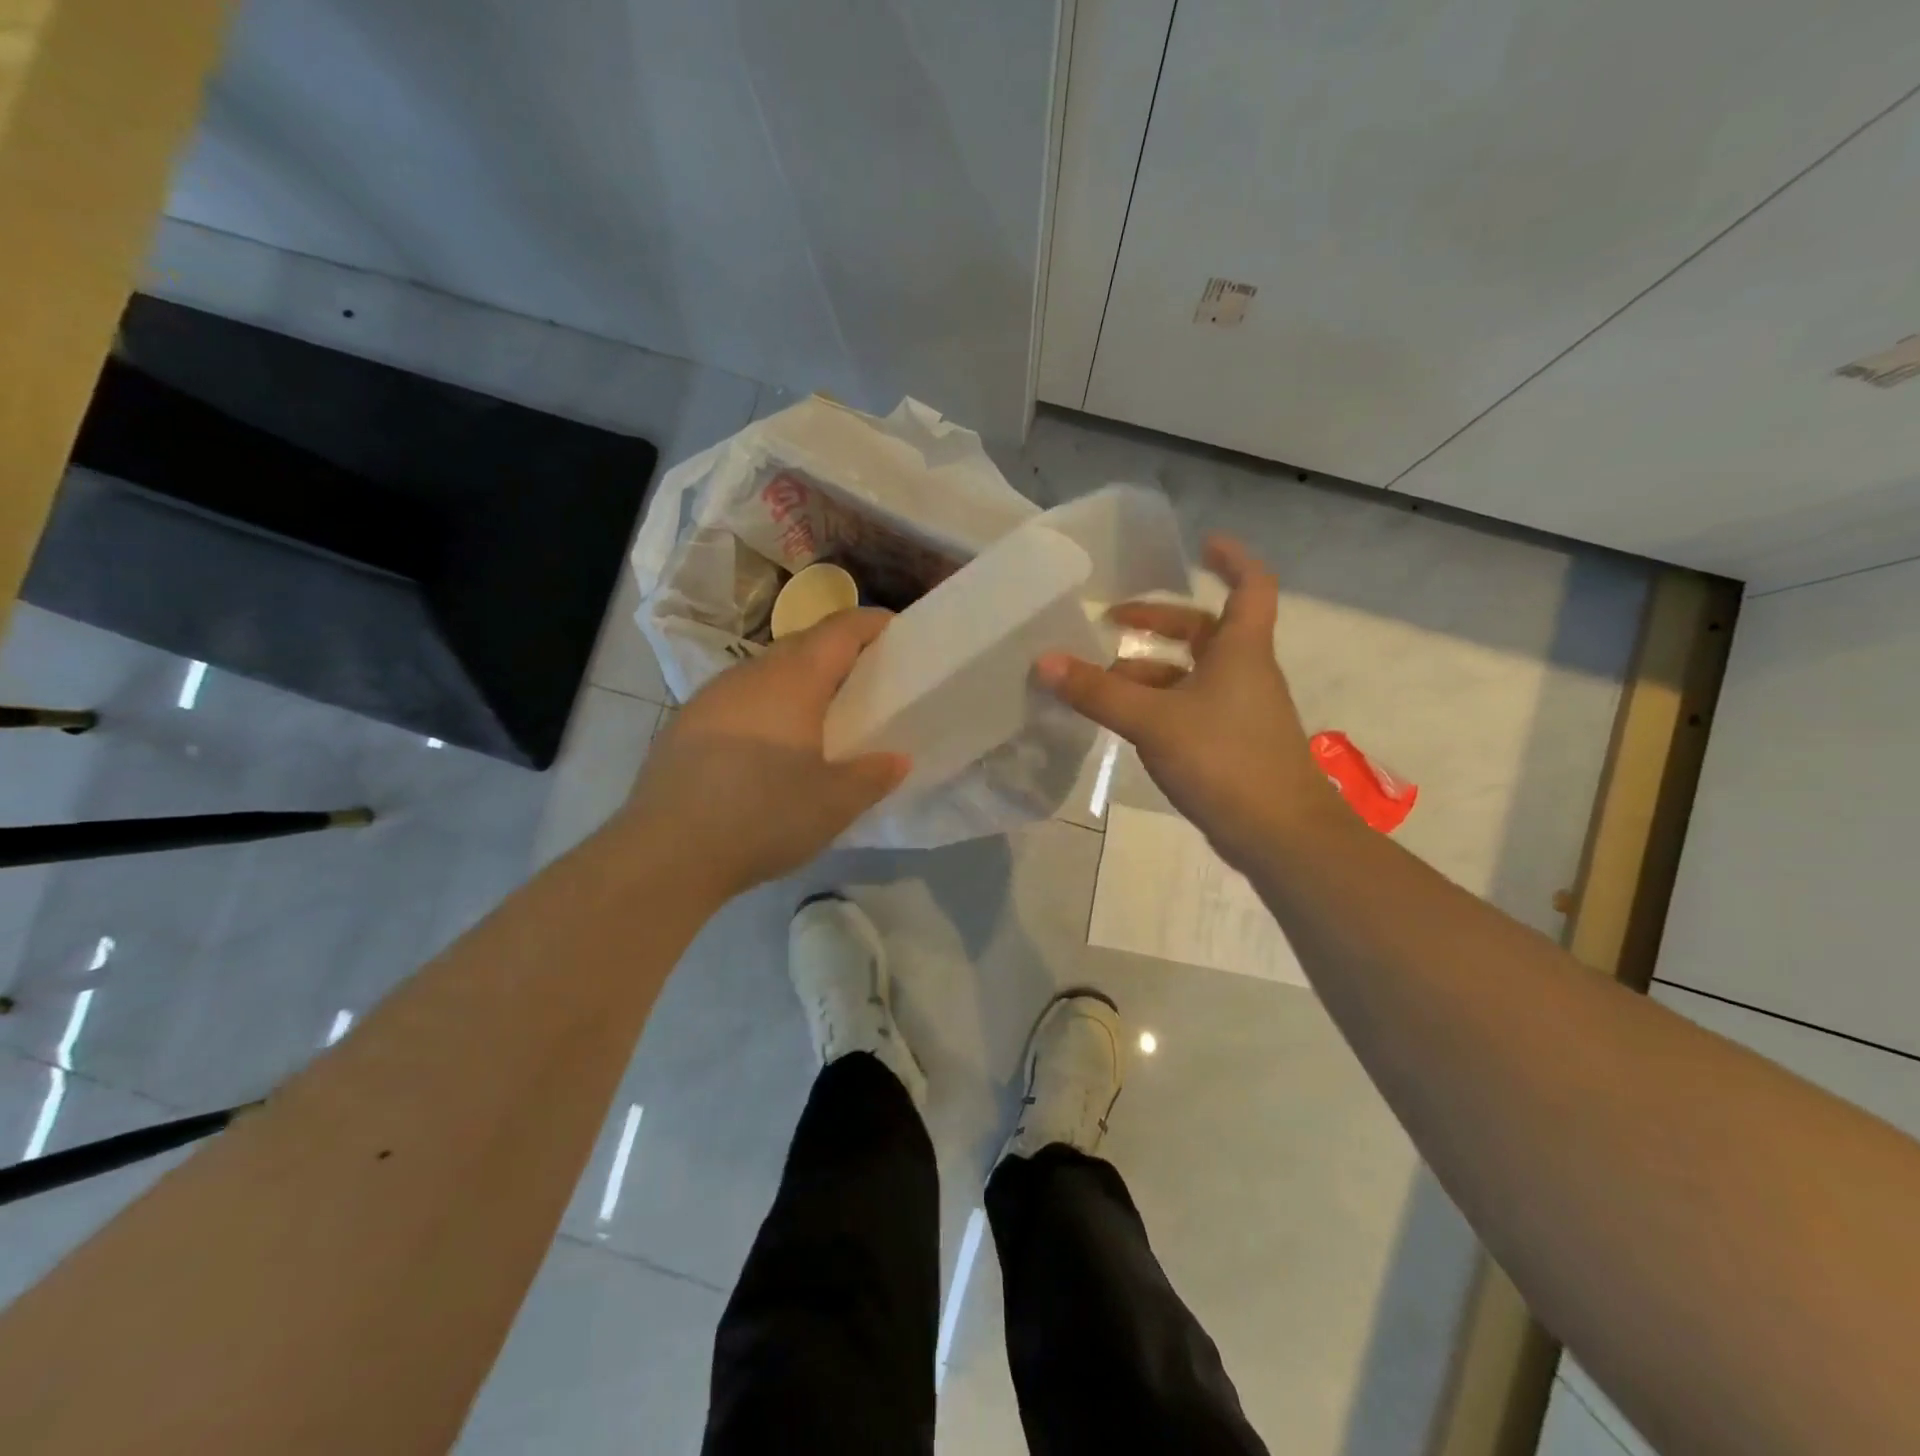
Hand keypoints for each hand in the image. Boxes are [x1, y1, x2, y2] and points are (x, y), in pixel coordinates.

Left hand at [621, 609, 909, 898]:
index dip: (871, 622)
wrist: (666, 851)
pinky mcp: (686, 724)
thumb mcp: (835, 804)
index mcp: (793, 680)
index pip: (839, 630)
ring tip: (821, 713)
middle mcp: (750, 674)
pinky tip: (769, 744)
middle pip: (802, 643)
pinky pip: (739, 698)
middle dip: (837, 650)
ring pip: (766, 671)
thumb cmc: (764, 816)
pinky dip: (766, 705)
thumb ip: (874, 776)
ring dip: (798, 679)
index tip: (896, 630)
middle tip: (866, 677)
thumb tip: (897, 759)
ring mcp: (711, 697)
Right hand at [1036, 536, 1339, 870]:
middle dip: (1160, 622)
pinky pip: (1190, 707)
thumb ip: (1098, 692)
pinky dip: (1158, 704)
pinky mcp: (1231, 744)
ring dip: (1150, 670)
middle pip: (1206, 631)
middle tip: (1113, 621)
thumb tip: (1044, 661)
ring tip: (1102, 680)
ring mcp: (1240, 710)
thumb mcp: (1152, 721)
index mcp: (1240, 650)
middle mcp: (1245, 672)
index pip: (1250, 585)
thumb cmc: (1224, 759)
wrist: (1279, 834)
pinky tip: (1126, 722)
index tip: (1201, 545)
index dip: (1231, 559)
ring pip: (1193, 674)